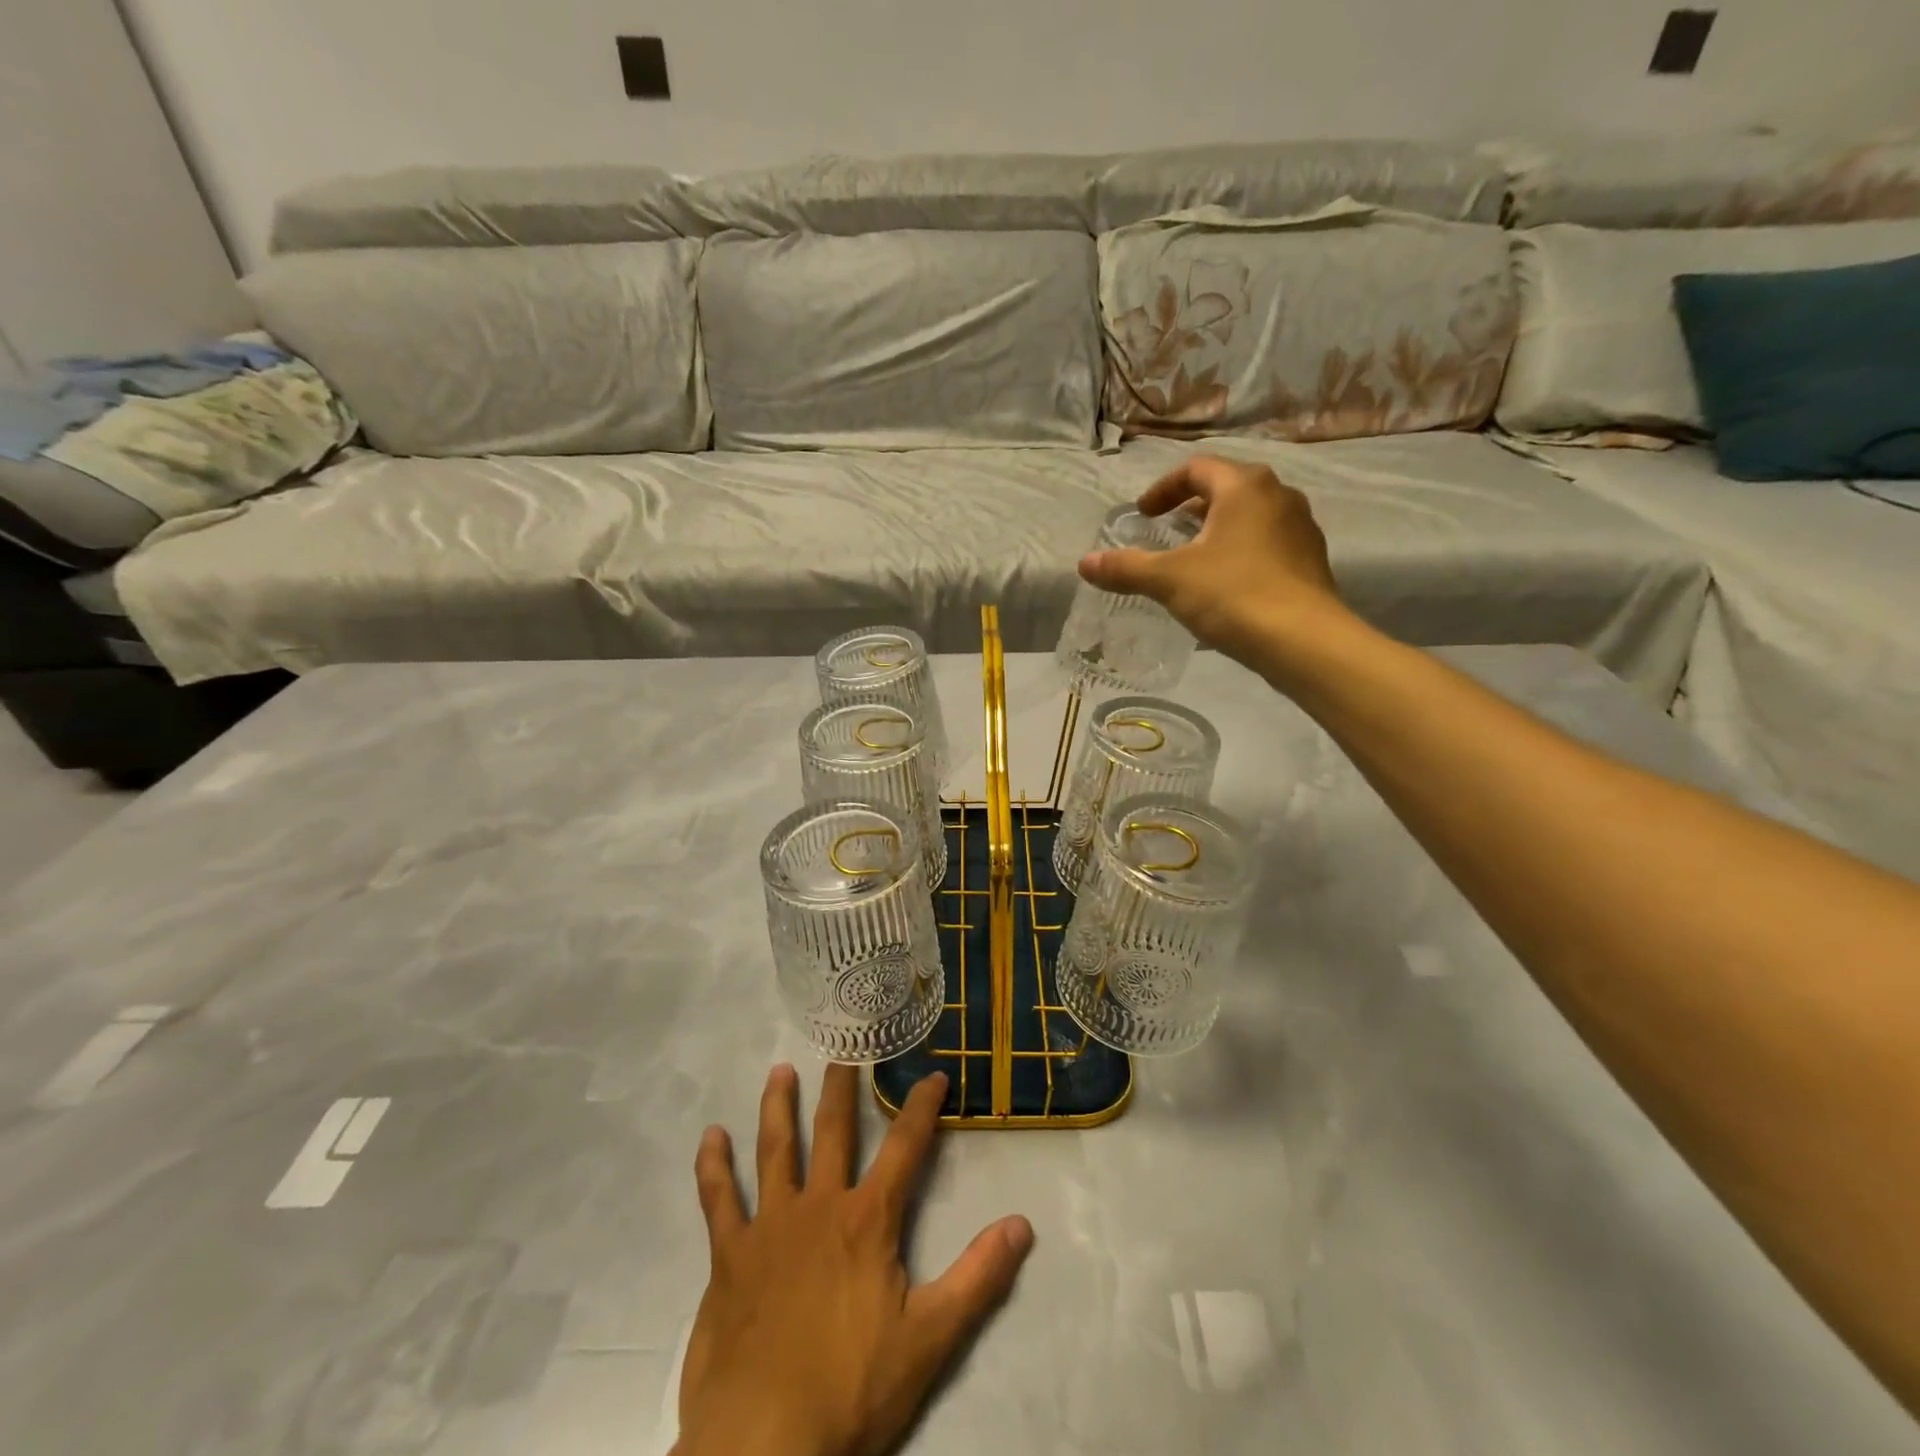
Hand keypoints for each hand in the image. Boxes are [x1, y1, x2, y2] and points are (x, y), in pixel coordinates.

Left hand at [673, 1064, 1034, 1455]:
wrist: (762, 1441)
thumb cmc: (850, 1388)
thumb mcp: (930, 1339)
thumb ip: (978, 1278)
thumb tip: (1022, 1224)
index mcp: (867, 1220)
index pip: (905, 1147)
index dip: (922, 1107)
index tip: (933, 1074)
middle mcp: (819, 1205)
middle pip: (834, 1132)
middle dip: (842, 1088)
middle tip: (843, 1051)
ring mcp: (770, 1226)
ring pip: (776, 1150)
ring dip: (778, 1107)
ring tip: (779, 1070)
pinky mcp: (730, 1255)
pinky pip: (718, 1199)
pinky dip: (713, 1166)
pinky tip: (709, 1137)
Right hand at [1078, 454, 1350, 674]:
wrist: (1303, 640)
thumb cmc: (1233, 594)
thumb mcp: (1169, 580)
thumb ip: (1125, 568)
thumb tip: (1084, 563)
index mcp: (1244, 487)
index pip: (1196, 469)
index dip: (1163, 489)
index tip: (1143, 515)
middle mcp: (1278, 496)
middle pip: (1227, 488)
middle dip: (1192, 507)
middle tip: (1167, 530)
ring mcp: (1301, 527)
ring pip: (1251, 516)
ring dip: (1218, 529)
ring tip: (1194, 557)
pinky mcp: (1310, 560)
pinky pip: (1268, 542)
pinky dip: (1241, 551)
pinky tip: (1226, 583)